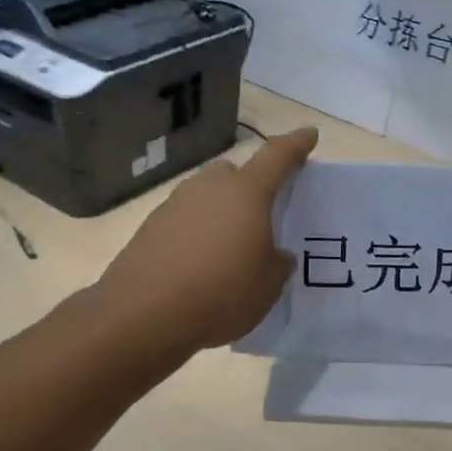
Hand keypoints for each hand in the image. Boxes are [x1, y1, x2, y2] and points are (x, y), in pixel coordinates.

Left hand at [95, 128, 317, 355]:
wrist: (143, 316)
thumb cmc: (221, 293)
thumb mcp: (268, 285)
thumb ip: (278, 262)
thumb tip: (275, 254)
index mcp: (246, 193)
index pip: (278, 157)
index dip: (296, 145)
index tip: (309, 135)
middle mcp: (209, 188)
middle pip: (235, 173)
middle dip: (250, 186)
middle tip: (262, 213)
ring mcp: (174, 205)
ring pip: (206, 197)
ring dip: (220, 212)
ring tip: (230, 248)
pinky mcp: (150, 229)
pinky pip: (184, 221)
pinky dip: (196, 234)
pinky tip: (200, 266)